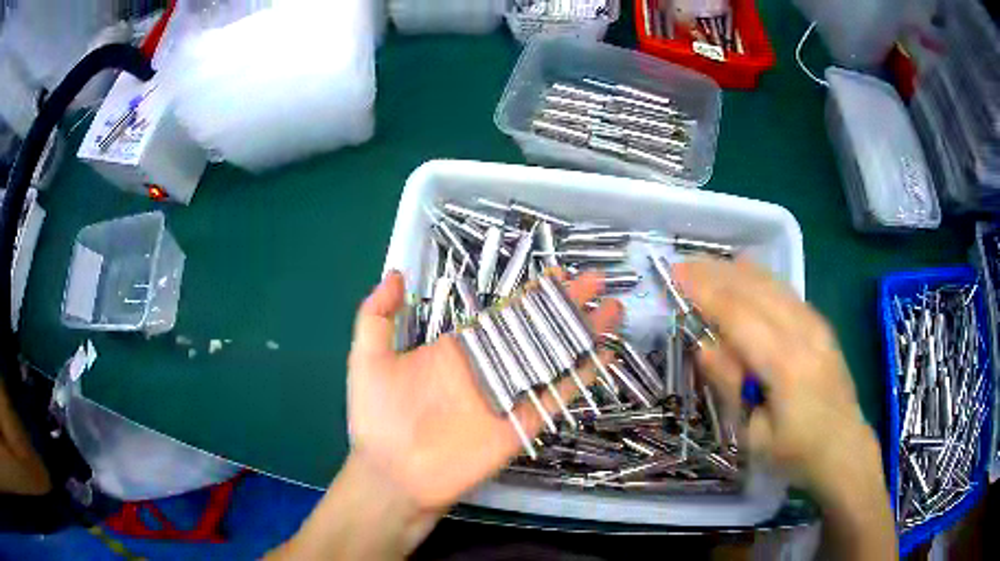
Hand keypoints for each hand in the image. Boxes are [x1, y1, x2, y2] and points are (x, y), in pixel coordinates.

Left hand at [348, 270, 622, 509]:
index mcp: (459, 350)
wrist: (392, 476)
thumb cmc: (377, 418)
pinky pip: (556, 395)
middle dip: (567, 305)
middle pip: (537, 329)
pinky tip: (603, 354)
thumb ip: (377, 315)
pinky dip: (581, 375)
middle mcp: (489, 368)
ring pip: (553, 356)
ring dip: (583, 333)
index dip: (532, 294)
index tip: (558, 273)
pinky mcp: (521, 424)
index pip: (504, 314)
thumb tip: (395, 273)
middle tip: (596, 280)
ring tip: (611, 309)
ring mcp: (508, 395)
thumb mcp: (368, 358)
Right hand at [673, 259, 872, 492]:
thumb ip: (731, 386)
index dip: (707, 292)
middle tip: (684, 265)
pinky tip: (746, 271)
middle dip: (717, 274)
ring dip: (737, 271)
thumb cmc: (795, 453)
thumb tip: (703, 346)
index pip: (739, 316)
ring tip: (707, 264)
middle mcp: (803, 333)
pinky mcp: (822, 325)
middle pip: (755, 291)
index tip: (678, 275)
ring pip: (773, 285)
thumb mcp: (754, 434)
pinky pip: (787, 291)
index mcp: (785, 364)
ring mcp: (816, 325)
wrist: (844, 448)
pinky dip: (761, 277)